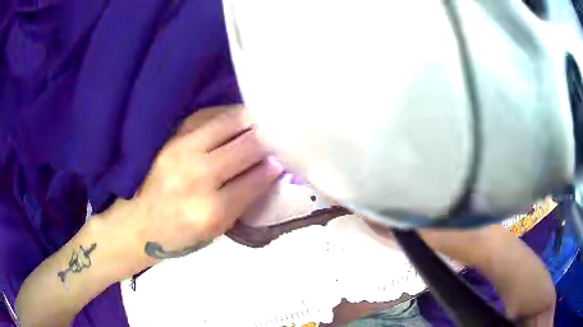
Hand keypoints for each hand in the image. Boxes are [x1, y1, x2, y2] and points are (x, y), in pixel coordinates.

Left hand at [102, 105, 282, 274]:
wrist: (136, 222)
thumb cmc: (177, 235)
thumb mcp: (215, 231)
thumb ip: (243, 201)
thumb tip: (268, 170)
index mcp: (211, 210)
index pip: (257, 178)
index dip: (275, 166)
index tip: (286, 158)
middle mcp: (198, 176)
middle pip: (248, 145)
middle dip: (269, 140)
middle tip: (279, 136)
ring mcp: (182, 150)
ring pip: (231, 122)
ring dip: (252, 121)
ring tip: (262, 122)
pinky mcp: (171, 136)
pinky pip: (208, 115)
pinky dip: (227, 115)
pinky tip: (236, 119)